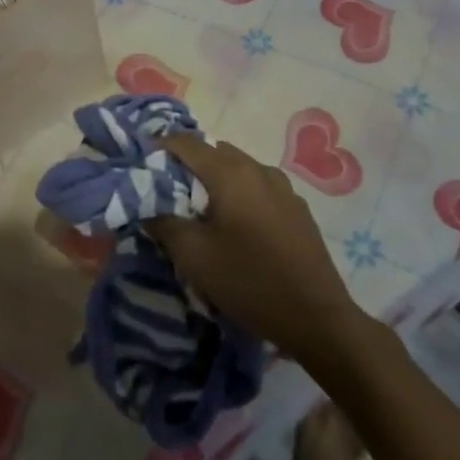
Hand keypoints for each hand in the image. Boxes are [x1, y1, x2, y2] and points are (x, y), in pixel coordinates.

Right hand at [147, 135, 367, 365]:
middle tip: (168, 191)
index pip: (185, 142)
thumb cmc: (249, 281)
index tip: (141, 164)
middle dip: (188, 164)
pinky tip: (237, 225)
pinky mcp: (297, 207)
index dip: (159, 147)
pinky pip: (258, 186)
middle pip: (214, 151)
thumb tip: (148, 206)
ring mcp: (283, 186)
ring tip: (202, 210)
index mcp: (230, 172)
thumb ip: (164, 223)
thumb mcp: (194, 257)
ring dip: (215, 179)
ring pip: (238, 168)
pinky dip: (239, 193)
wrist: (317, 317)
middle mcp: (258, 168)